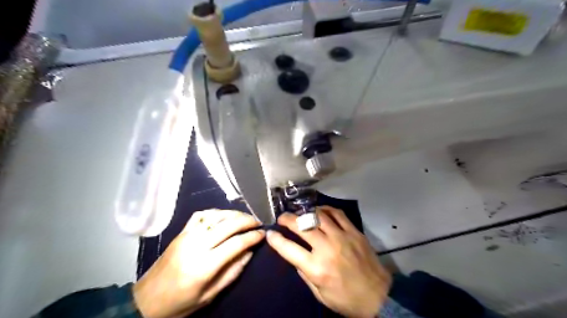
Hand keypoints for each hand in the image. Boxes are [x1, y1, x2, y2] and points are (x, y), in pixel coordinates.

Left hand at [133, 208, 266, 317]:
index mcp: (205, 265)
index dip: (252, 237)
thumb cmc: (180, 303)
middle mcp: (197, 245)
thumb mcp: (210, 295)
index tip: (263, 234)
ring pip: (216, 215)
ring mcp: (187, 235)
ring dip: (234, 214)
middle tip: (258, 222)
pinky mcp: (181, 232)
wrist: (146, 301)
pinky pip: (201, 214)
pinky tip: (224, 215)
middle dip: (247, 220)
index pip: (236, 243)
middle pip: (228, 225)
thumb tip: (250, 252)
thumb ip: (232, 272)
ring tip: (245, 217)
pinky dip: (216, 212)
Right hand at [266, 206, 389, 317]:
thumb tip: (295, 256)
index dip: (276, 240)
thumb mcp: (319, 294)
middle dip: (288, 219)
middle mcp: (327, 248)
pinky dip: (326, 209)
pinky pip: (337, 213)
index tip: (270, 233)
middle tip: (282, 218)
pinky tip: (319, 210)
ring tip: (300, 214)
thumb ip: (304, 273)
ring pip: (318, 216)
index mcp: (316, 268)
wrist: (378, 296)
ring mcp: (342, 237)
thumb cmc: (346, 299)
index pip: (289, 249)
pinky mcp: (354, 232)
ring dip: (305, 212)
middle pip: (302, 226)